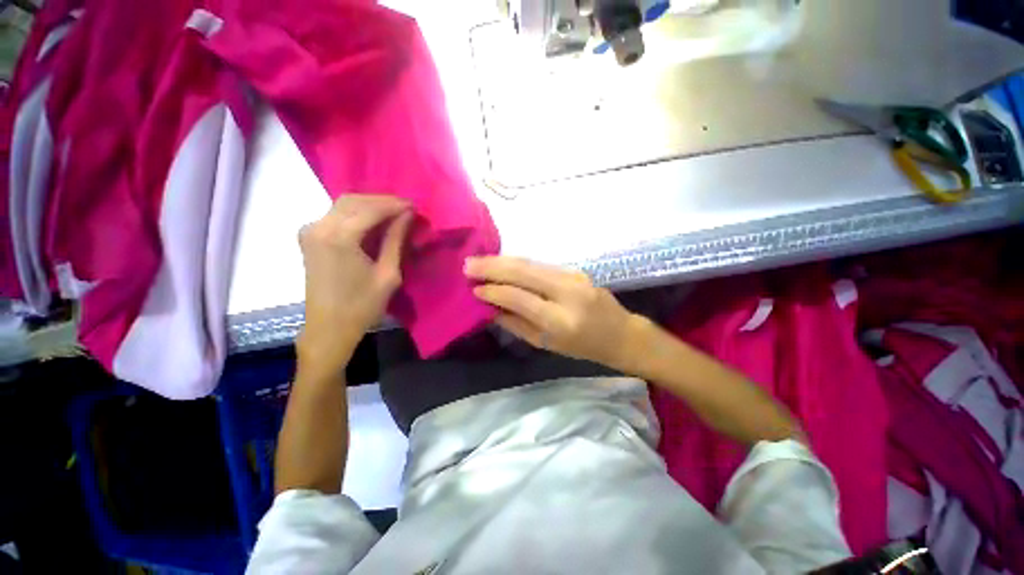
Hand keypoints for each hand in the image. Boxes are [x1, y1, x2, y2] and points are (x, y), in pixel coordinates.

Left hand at [297, 195, 412, 372]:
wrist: (329, 327)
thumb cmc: (363, 305)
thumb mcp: (388, 274)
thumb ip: (395, 240)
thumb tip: (407, 215)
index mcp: (339, 237)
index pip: (371, 209)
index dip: (395, 205)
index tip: (415, 206)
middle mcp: (319, 227)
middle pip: (354, 200)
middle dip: (382, 201)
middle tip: (406, 209)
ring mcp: (311, 230)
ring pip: (344, 205)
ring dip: (370, 205)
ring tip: (394, 214)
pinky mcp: (309, 237)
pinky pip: (335, 215)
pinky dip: (357, 213)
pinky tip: (373, 221)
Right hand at [465, 256, 640, 370]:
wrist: (620, 334)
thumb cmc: (583, 347)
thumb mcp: (547, 344)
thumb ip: (516, 324)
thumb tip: (489, 308)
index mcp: (560, 320)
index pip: (519, 298)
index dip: (494, 291)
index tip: (473, 288)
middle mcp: (567, 293)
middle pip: (524, 271)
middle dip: (492, 266)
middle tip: (468, 264)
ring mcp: (573, 276)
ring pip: (531, 263)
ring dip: (502, 260)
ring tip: (479, 261)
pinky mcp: (575, 269)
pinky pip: (540, 264)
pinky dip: (518, 263)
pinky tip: (503, 263)